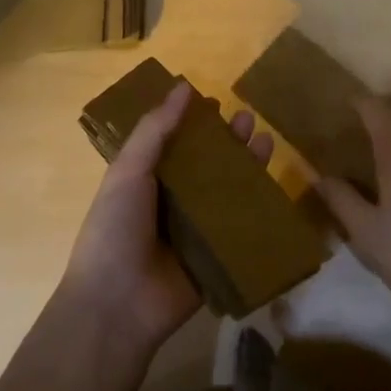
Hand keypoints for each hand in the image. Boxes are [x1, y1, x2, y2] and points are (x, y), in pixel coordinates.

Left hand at [60, 80, 274, 354]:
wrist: (118, 304)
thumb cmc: (115, 229)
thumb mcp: (129, 171)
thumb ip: (155, 130)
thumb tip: (183, 86)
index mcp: (147, 180)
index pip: (176, 143)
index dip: (195, 122)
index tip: (216, 101)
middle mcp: (173, 202)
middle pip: (208, 164)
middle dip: (228, 141)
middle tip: (249, 118)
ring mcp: (197, 230)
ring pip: (229, 192)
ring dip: (247, 167)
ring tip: (265, 140)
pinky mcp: (218, 256)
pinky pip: (242, 228)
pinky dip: (259, 208)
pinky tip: (276, 186)